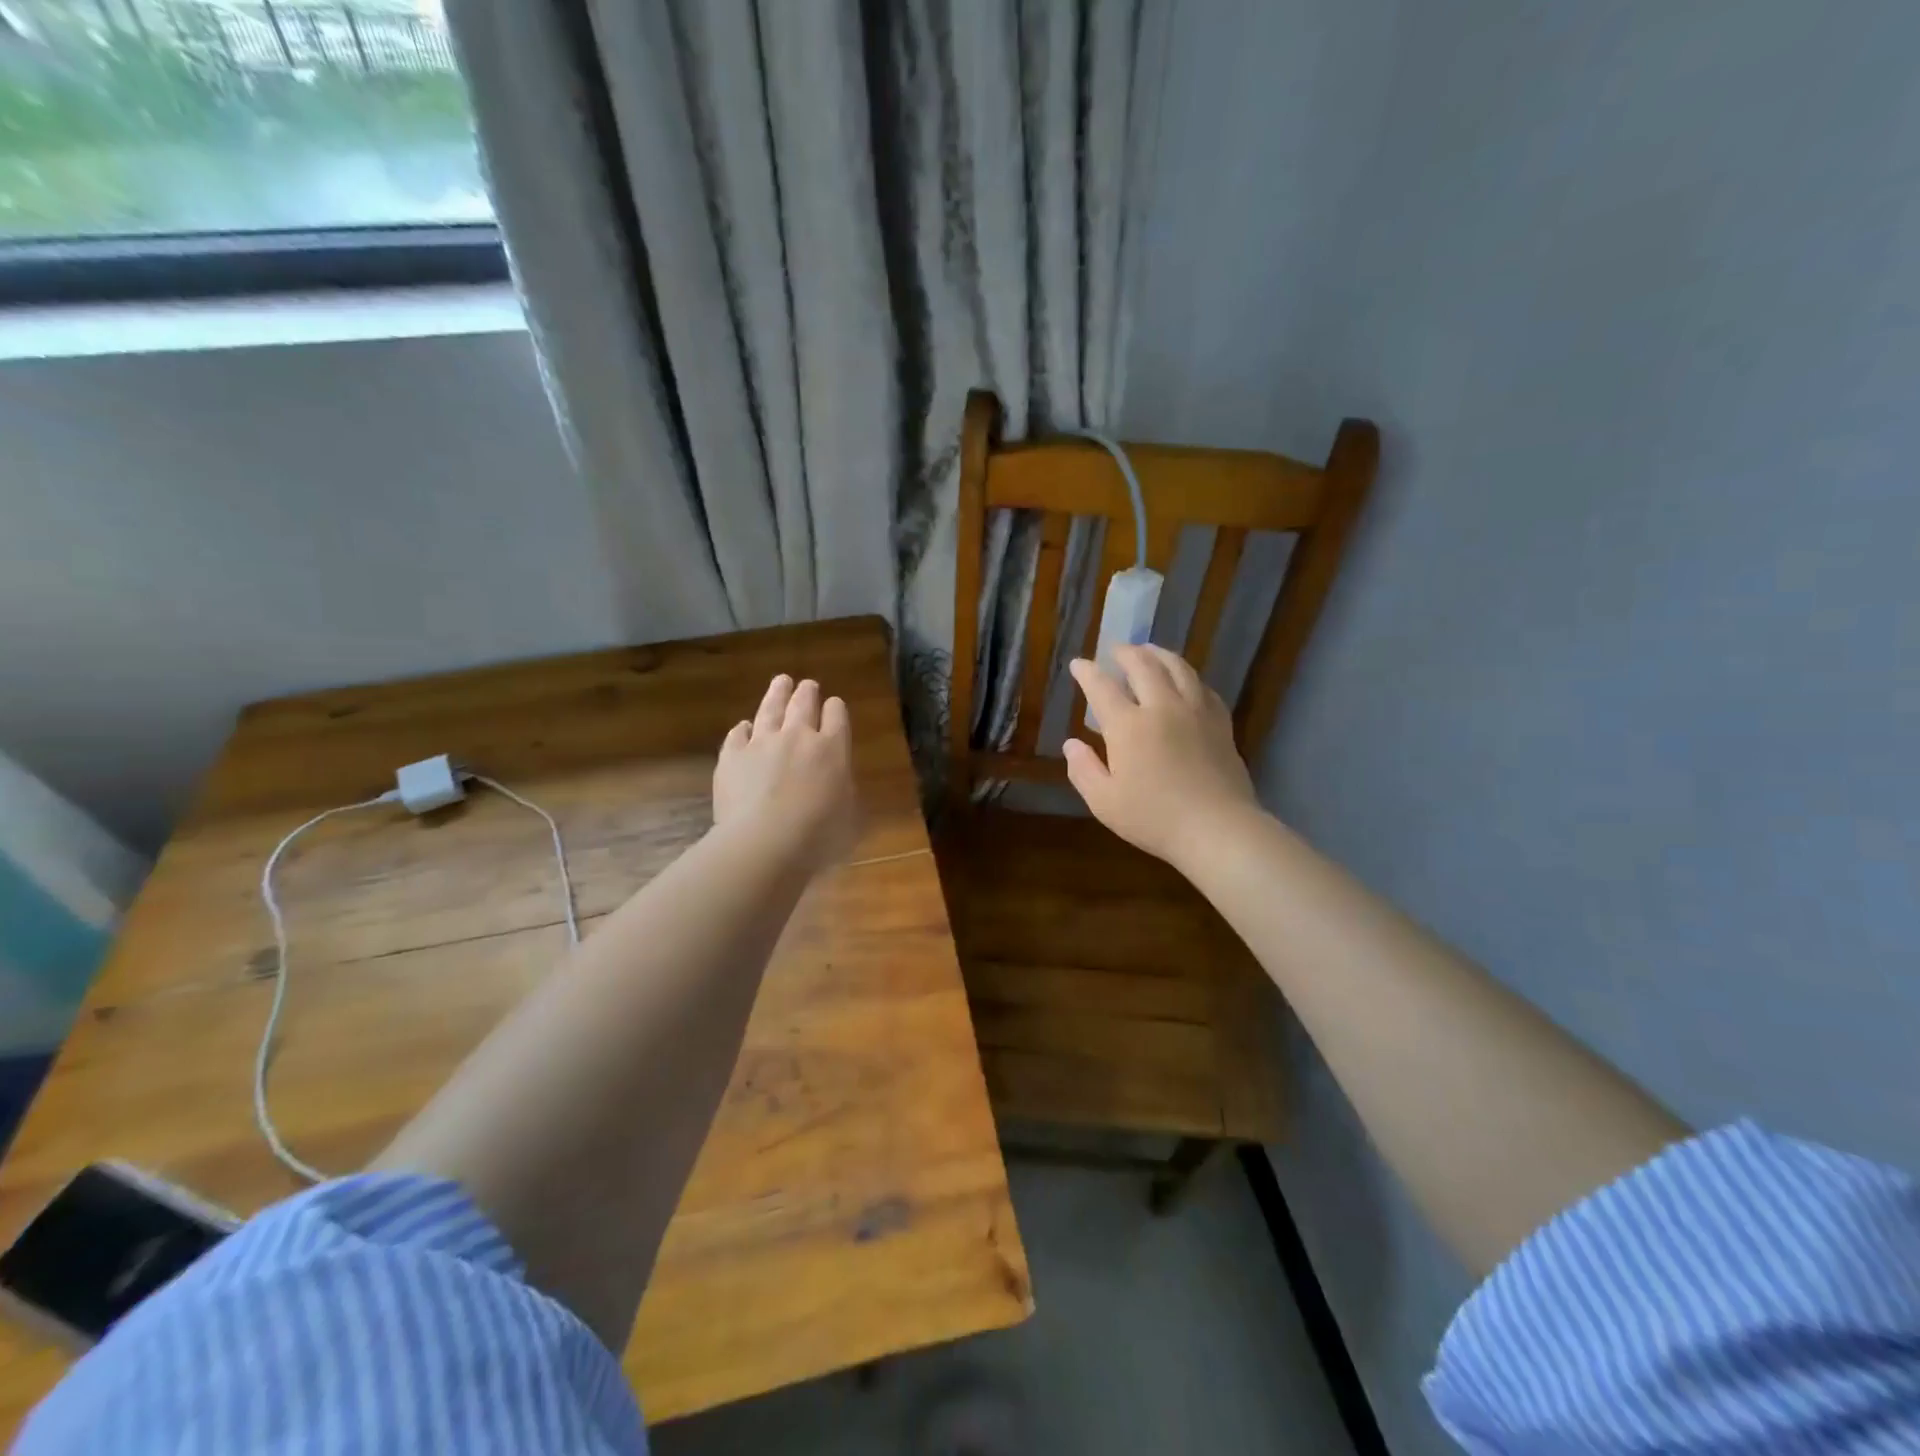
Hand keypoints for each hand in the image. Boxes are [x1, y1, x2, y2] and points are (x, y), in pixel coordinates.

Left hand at [714, 675, 859, 871]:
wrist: (764, 842)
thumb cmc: (818, 837)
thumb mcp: (850, 819)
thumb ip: (846, 794)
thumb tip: (842, 787)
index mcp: (832, 749)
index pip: (837, 716)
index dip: (836, 709)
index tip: (835, 706)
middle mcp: (798, 737)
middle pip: (803, 704)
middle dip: (807, 693)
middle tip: (808, 685)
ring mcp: (761, 743)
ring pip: (770, 709)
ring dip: (777, 694)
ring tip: (781, 681)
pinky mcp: (732, 756)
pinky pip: (737, 734)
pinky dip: (743, 728)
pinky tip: (744, 726)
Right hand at [1064, 645, 1260, 870]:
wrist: (1216, 828)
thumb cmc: (1153, 818)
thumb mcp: (1104, 801)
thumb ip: (1083, 770)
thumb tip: (1071, 744)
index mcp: (1128, 725)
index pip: (1102, 687)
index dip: (1087, 672)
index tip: (1078, 663)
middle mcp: (1162, 707)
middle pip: (1143, 666)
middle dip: (1125, 653)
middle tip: (1115, 649)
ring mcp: (1195, 712)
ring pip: (1178, 668)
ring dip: (1160, 654)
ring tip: (1150, 650)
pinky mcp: (1220, 723)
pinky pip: (1204, 688)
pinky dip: (1189, 677)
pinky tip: (1187, 681)